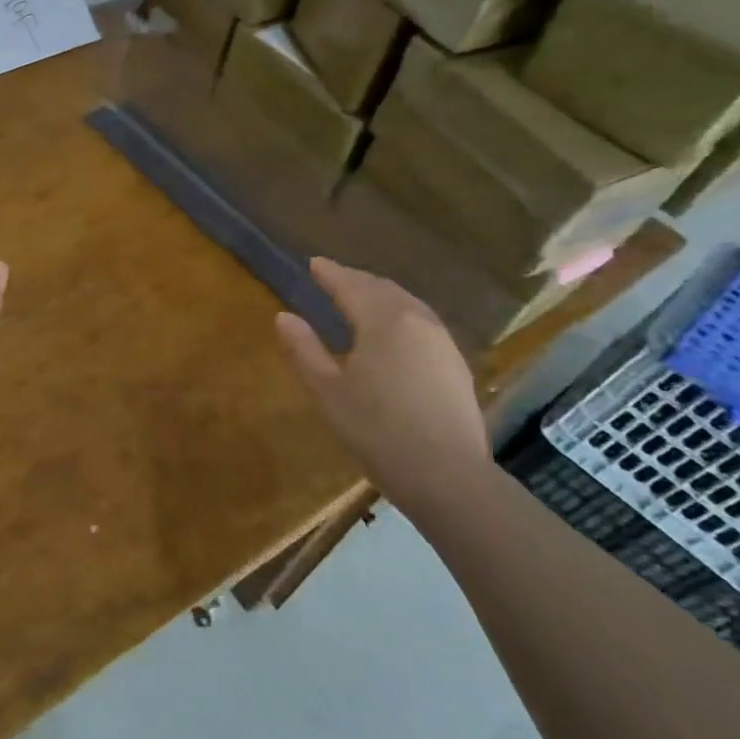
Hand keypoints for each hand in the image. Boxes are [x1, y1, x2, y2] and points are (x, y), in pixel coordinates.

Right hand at [275, 258, 490, 510]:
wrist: (447, 476)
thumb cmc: (377, 431)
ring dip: (380, 295)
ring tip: (360, 299)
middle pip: (382, 289)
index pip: (351, 286)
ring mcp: (443, 342)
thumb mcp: (328, 392)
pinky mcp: (456, 364)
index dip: (330, 273)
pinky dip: (400, 314)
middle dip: (356, 280)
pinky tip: (393, 331)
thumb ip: (304, 350)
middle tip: (333, 277)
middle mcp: (418, 321)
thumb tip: (283, 317)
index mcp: (384, 321)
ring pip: (407, 304)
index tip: (313, 263)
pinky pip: (422, 323)